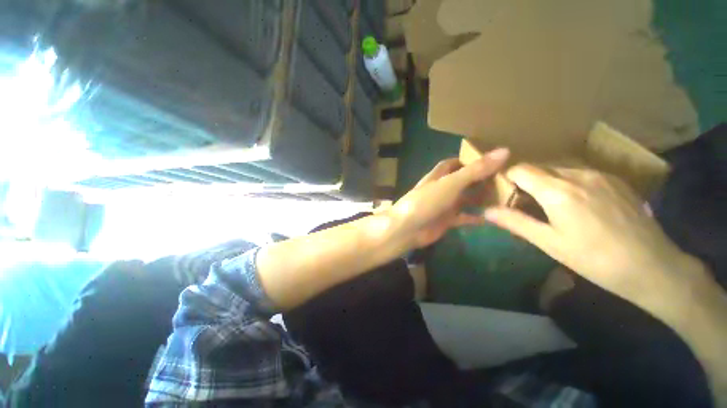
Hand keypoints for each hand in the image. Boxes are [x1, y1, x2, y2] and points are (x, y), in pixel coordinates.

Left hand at [388, 148, 508, 247]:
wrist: (408, 229)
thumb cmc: (427, 201)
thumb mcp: (450, 183)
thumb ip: (475, 170)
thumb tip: (504, 150)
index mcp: (439, 176)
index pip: (453, 163)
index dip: (469, 159)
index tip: (492, 159)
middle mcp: (441, 189)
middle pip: (463, 181)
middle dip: (480, 179)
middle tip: (507, 178)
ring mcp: (444, 205)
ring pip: (465, 199)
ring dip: (481, 198)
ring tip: (507, 196)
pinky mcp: (446, 221)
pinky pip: (464, 217)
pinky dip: (476, 217)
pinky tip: (493, 218)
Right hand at [484, 164, 703, 311]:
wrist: (653, 267)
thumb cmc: (594, 259)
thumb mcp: (550, 243)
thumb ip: (516, 222)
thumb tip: (486, 211)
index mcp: (558, 191)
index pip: (521, 169)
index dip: (508, 178)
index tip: (504, 193)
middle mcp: (578, 175)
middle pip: (540, 167)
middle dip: (526, 181)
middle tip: (525, 203)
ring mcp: (600, 175)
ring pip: (560, 169)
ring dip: (548, 182)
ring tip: (551, 205)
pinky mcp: (616, 180)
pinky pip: (581, 174)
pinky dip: (569, 183)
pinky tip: (578, 205)